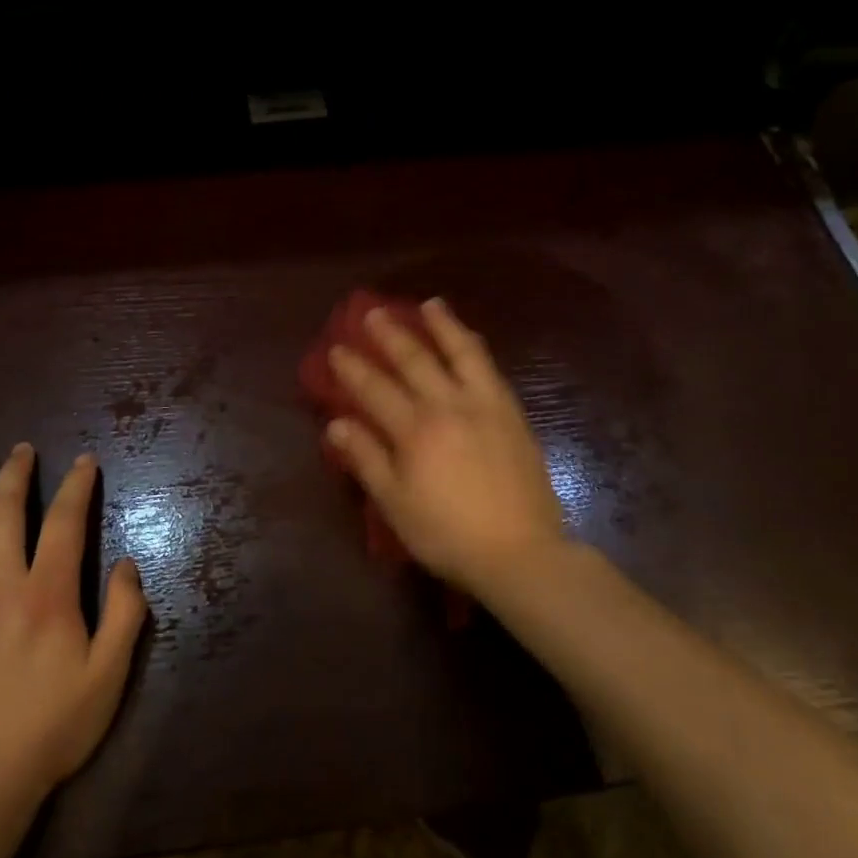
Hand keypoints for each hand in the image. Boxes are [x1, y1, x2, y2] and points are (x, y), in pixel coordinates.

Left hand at [0, 445, 146, 811]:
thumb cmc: (51, 728)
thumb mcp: (109, 676)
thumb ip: (125, 614)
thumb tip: (127, 563)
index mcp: (47, 594)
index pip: (66, 522)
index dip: (77, 486)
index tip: (84, 461)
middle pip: (6, 512)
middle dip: (17, 474)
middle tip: (23, 449)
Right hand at [326, 299, 568, 596]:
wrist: (520, 552)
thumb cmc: (448, 534)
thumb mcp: (396, 504)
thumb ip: (367, 459)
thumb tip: (336, 424)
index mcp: (415, 431)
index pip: (375, 390)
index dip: (353, 368)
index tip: (337, 348)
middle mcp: (448, 406)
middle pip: (415, 361)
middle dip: (390, 335)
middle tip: (373, 312)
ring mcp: (484, 406)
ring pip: (461, 353)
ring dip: (443, 326)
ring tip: (430, 305)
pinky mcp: (512, 414)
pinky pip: (490, 369)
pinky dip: (475, 348)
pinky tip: (469, 340)